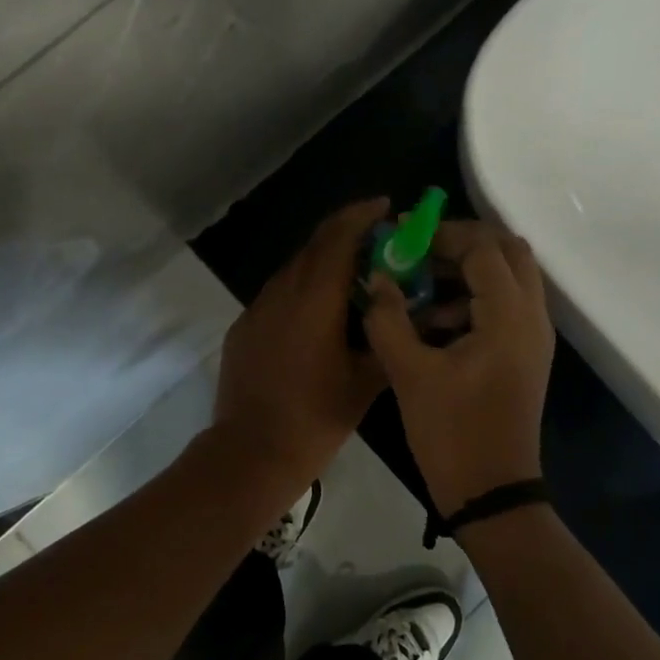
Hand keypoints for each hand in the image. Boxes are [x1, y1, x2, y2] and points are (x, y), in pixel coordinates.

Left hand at [212, 198, 389, 489]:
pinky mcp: (244, 328)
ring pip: (294, 269)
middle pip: (314, 245)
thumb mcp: (366, 382)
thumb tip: (416, 316)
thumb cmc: (315, 418)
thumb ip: (390, 340)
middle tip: (378, 239)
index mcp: (314, 300)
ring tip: (354, 276)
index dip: (361, 215)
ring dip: (323, 261)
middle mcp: (282, 293)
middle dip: (346, 233)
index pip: (337, 238)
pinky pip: (278, 294)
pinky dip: (303, 288)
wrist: (251, 453)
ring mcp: (257, 310)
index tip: (385, 205)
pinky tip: (319, 313)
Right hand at [363, 221, 554, 515]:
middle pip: (509, 251)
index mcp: (509, 316)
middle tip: (420, 254)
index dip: (442, 235)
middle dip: (463, 243)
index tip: (403, 240)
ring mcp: (533, 337)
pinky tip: (433, 323)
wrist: (492, 492)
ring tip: (420, 290)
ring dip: (468, 272)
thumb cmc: (451, 433)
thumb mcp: (410, 373)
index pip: (483, 248)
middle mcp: (532, 317)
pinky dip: (474, 299)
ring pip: (510, 278)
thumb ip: (389, 318)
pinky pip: (506, 306)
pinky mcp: (525, 354)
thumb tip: (377, 278)